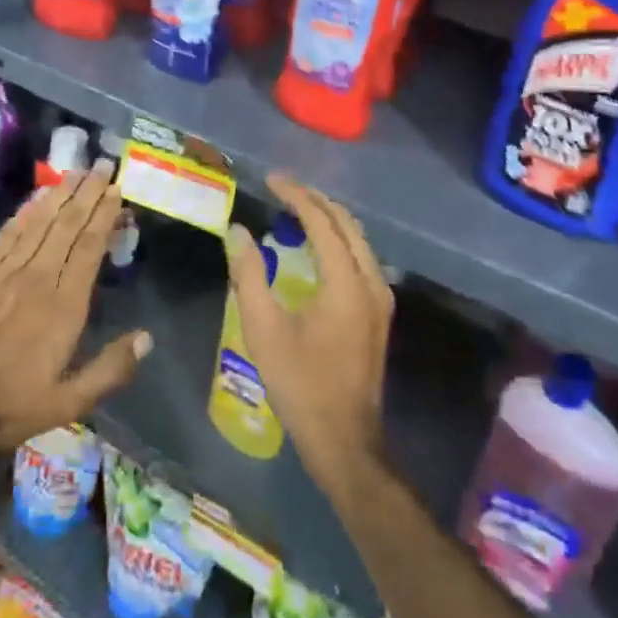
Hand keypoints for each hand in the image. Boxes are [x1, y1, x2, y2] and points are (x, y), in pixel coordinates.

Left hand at [0, 161, 151, 470]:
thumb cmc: (8, 407)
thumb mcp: (68, 404)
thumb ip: (109, 370)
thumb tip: (147, 338)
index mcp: (64, 307)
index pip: (90, 247)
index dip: (104, 215)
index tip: (116, 190)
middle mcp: (38, 278)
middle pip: (67, 226)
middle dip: (87, 194)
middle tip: (101, 166)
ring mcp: (4, 271)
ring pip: (39, 222)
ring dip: (60, 194)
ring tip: (76, 172)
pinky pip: (8, 233)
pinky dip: (26, 211)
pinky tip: (37, 197)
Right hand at [226, 174, 393, 501]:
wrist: (344, 438)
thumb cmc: (300, 383)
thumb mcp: (264, 328)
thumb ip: (249, 274)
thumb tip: (237, 231)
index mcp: (345, 282)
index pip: (322, 221)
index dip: (296, 195)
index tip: (270, 179)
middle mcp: (370, 282)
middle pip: (347, 223)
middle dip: (315, 199)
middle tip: (282, 188)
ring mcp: (380, 298)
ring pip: (358, 239)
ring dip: (328, 218)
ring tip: (295, 208)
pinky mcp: (378, 312)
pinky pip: (360, 258)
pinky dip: (338, 240)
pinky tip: (316, 245)